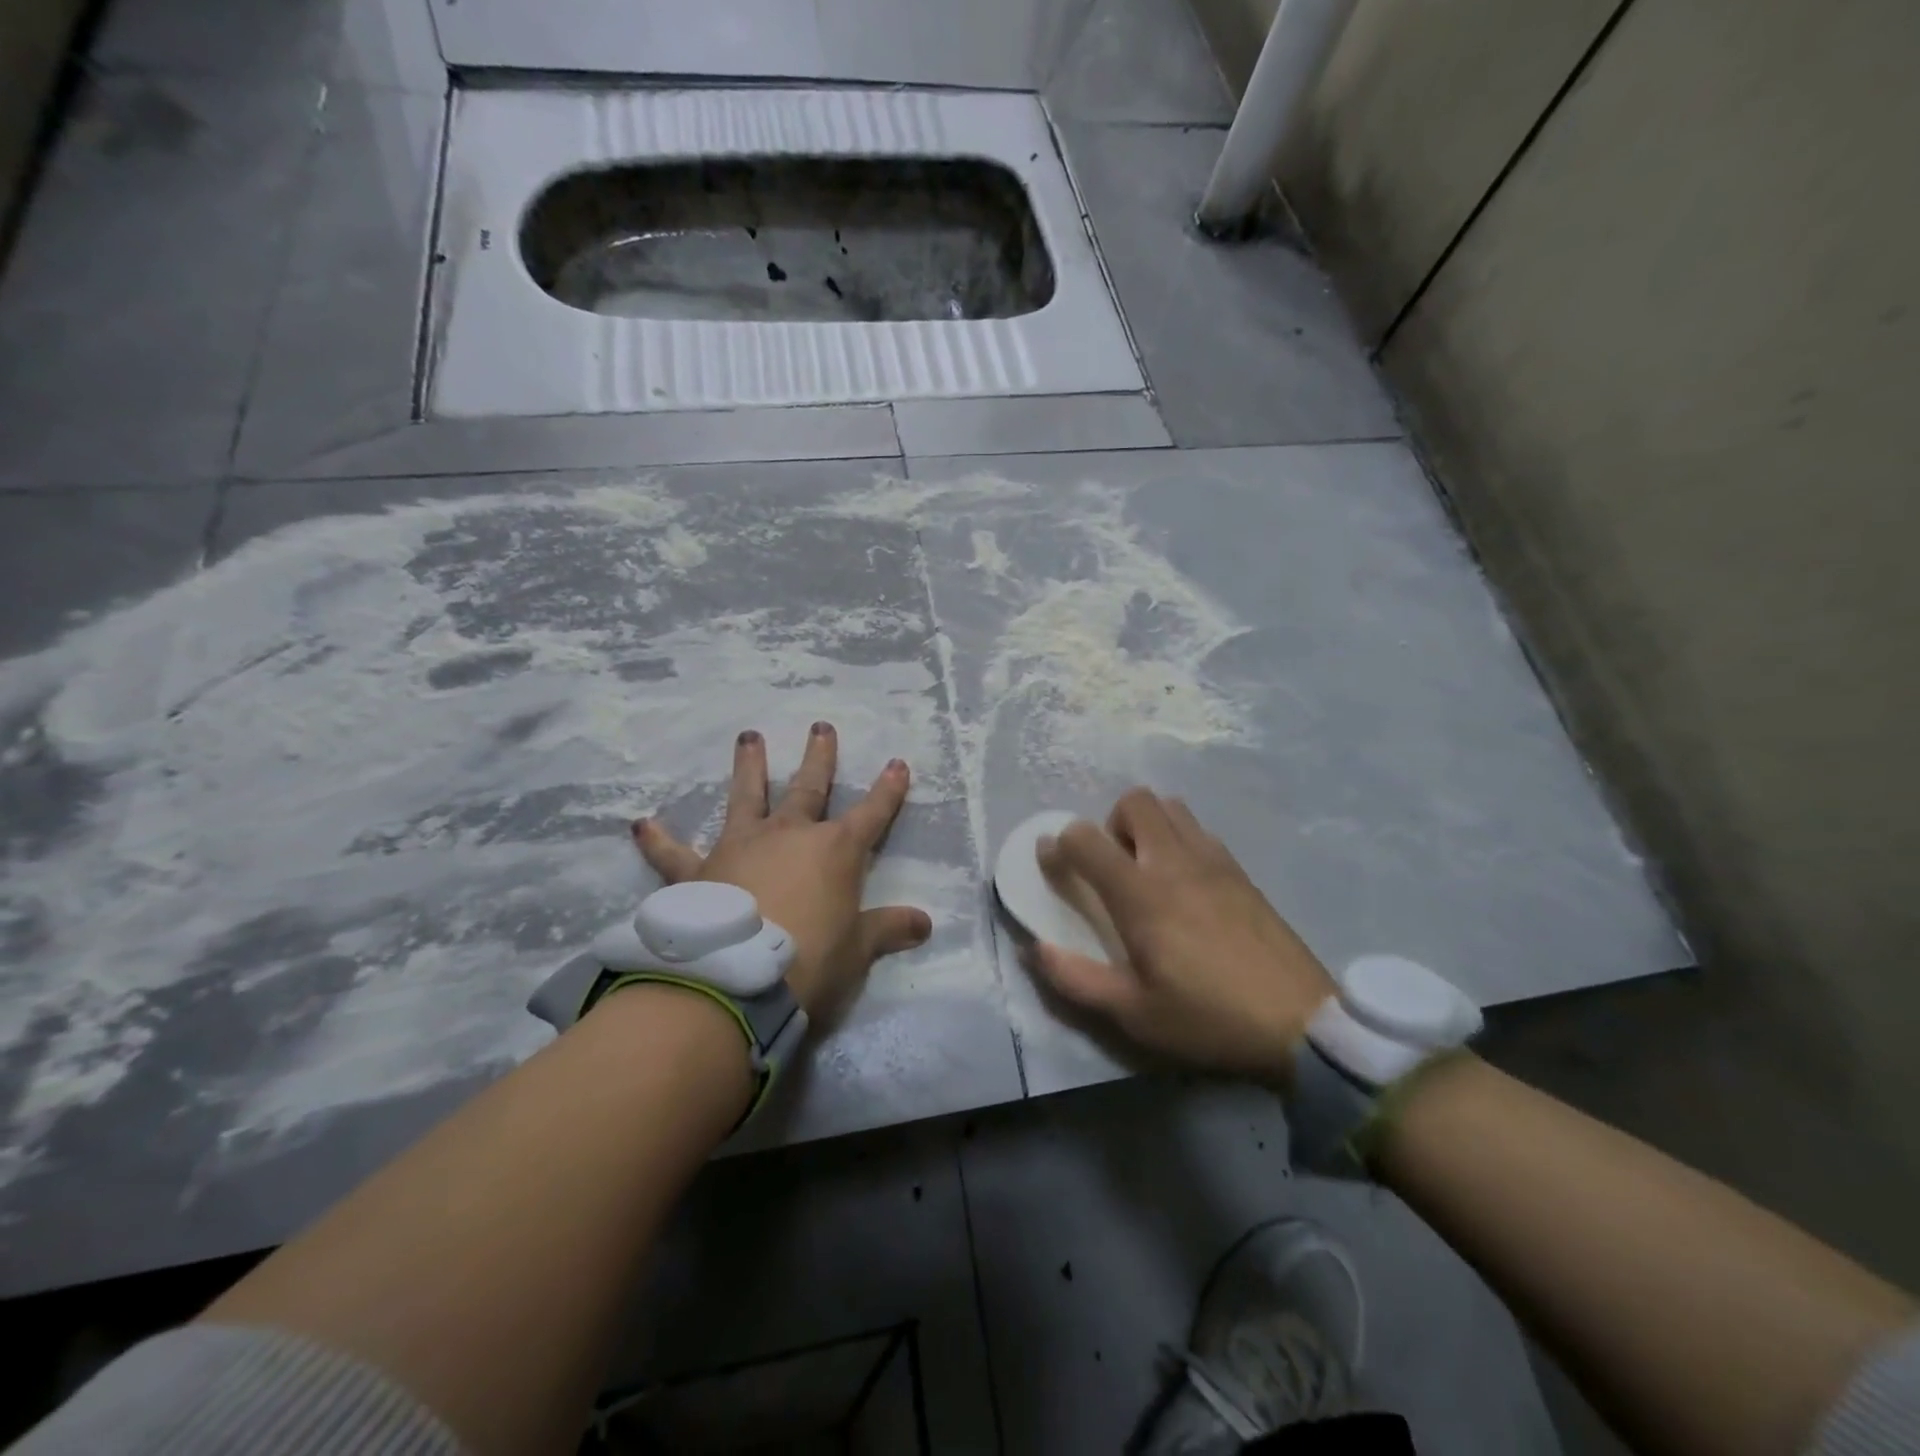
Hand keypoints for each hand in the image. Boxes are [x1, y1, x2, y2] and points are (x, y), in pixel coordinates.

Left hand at [632, 722, 931, 1018]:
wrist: (735, 982)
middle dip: (819, 757)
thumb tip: (925, 923)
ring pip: (746, 797)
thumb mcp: (857, 950)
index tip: (897, 764)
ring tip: (748, 737)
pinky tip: (642, 824)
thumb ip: (888, 930)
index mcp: (835, 851)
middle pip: (809, 788)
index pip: (872, 813)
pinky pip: (674, 854)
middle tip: (821, 727)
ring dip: (748, 767)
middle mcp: (789, 836)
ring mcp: (741, 847)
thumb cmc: (810, 961)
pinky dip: (659, 840)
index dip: (888, 790)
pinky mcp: (698, 873)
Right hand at [1029, 788, 1335, 1082]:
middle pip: (1134, 801)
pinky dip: (1180, 839)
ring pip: (1171, 806)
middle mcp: (1174, 861)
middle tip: (1114, 869)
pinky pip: (1200, 830)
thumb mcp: (1133, 1013)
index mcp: (1140, 894)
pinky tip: (1188, 885)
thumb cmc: (1207, 1018)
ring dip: (1148, 826)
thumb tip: (1033, 948)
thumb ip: (1075, 978)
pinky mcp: (1241, 870)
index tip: (1052, 862)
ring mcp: (1213, 860)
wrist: (1300, 1023)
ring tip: (1150, 872)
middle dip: (1111, 823)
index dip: (1059, 844)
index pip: (1085, 839)